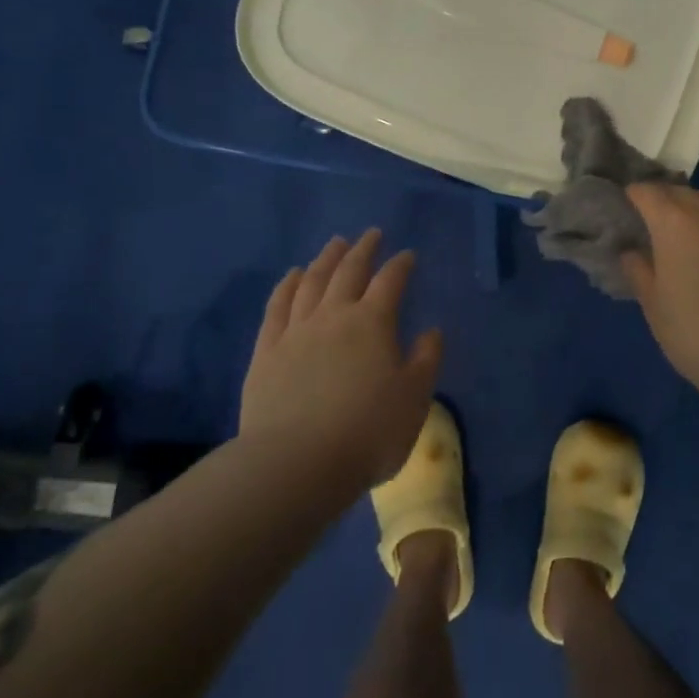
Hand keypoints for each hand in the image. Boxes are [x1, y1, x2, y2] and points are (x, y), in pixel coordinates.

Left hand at [240, 229, 444, 487]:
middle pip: (349, 271)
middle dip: (363, 249)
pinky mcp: (267, 350)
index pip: (391, 281)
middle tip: (371, 234)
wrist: (296, 463)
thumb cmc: (367, 432)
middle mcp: (334, 315)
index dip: (401, 265)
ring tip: (335, 243)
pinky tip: (293, 275)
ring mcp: (296, 330)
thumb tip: (431, 331)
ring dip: (326, 258)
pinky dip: (288, 285)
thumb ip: (426, 360)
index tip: (408, 255)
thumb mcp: (414, 399)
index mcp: (373, 322)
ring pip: (313, 281)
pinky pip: (277, 306)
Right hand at [623, 185, 698, 382]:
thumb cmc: (693, 332)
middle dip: (668, 200)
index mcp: (674, 223)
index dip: (636, 196)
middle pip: (683, 192)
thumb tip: (633, 253)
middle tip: (660, 219)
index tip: (630, 204)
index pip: (648, 193)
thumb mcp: (654, 306)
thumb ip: (640, 272)